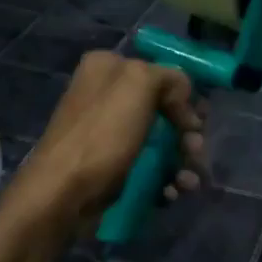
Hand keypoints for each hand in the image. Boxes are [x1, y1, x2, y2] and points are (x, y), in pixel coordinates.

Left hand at [9, 51, 206, 229]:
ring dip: (181, 161)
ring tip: (188, 182)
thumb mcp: (139, 84)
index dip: (184, 96)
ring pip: (159, 142)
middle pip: (163, 110)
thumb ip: (168, 76)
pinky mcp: (110, 166)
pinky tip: (172, 193)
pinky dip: (164, 180)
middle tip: (196, 151)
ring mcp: (106, 134)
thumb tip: (183, 96)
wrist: (63, 192)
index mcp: (108, 68)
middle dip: (186, 133)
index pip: (159, 73)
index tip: (198, 121)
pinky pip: (147, 168)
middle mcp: (105, 96)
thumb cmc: (102, 134)